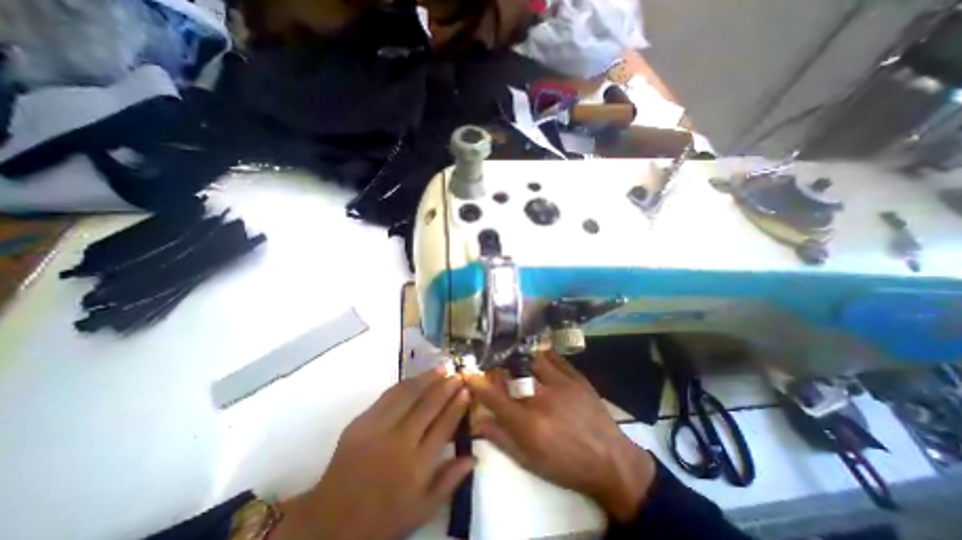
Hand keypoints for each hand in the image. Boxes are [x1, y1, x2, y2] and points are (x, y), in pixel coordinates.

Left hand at [273, 370, 472, 538]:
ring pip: (409, 394)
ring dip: (428, 378)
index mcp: (417, 466)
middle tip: (458, 375)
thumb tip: (473, 455)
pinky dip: (406, 383)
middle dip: (447, 387)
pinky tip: (416, 378)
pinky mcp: (361, 421)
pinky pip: (388, 396)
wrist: (330, 520)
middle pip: (429, 405)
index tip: (467, 391)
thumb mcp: (421, 510)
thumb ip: (449, 481)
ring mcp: (378, 428)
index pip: (444, 425)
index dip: (457, 406)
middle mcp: (400, 442)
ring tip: (441, 368)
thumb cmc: (382, 518)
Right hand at [464, 351, 653, 521]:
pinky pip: (555, 357)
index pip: (494, 397)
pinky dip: (543, 355)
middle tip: (496, 368)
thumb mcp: (530, 461)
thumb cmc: (566, 465)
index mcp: (528, 423)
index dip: (478, 383)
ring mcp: (561, 384)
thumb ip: (501, 438)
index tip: (469, 374)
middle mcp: (542, 398)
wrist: (611, 461)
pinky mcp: (576, 377)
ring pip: (533, 359)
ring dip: (521, 358)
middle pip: (512, 372)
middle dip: (499, 368)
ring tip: (517, 360)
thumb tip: (477, 421)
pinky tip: (539, 357)